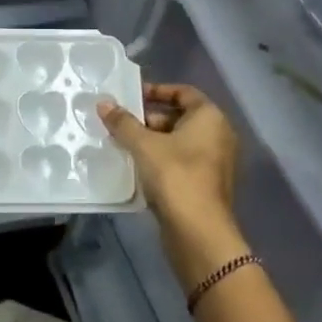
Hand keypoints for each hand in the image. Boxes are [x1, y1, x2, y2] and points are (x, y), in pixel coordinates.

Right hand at [98, 83, 241, 257]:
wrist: (198, 231)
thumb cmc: (175, 176)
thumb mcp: (143, 145)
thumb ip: (123, 122)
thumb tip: (103, 103)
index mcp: (210, 118)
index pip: (183, 92)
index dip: (156, 90)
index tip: (131, 96)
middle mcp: (218, 135)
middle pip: (179, 117)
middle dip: (148, 119)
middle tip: (120, 123)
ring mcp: (214, 162)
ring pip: (178, 141)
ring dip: (151, 141)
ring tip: (121, 144)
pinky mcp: (205, 184)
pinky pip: (179, 161)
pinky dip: (159, 159)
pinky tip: (135, 166)